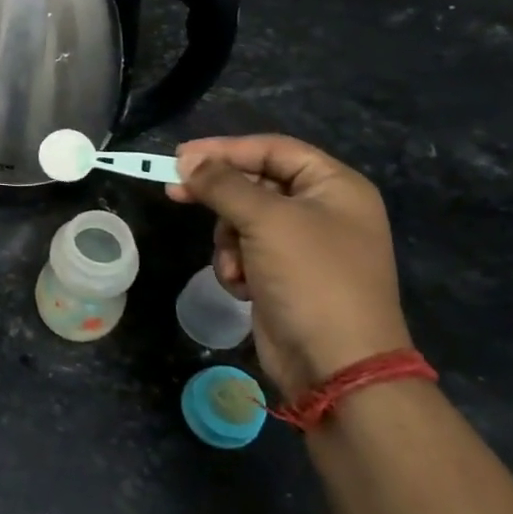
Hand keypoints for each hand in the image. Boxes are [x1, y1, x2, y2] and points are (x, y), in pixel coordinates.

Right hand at [168, 134, 410, 398]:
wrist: (336, 364)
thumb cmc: (311, 278)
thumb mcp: (265, 220)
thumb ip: (223, 184)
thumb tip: (187, 160)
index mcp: (335, 187)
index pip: (272, 149)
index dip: (225, 149)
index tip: (180, 157)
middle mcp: (323, 210)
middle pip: (255, 184)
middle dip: (222, 199)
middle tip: (176, 193)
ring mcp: (304, 246)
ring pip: (243, 220)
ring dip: (228, 241)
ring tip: (234, 265)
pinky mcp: (285, 276)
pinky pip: (246, 253)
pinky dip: (236, 266)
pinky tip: (242, 287)